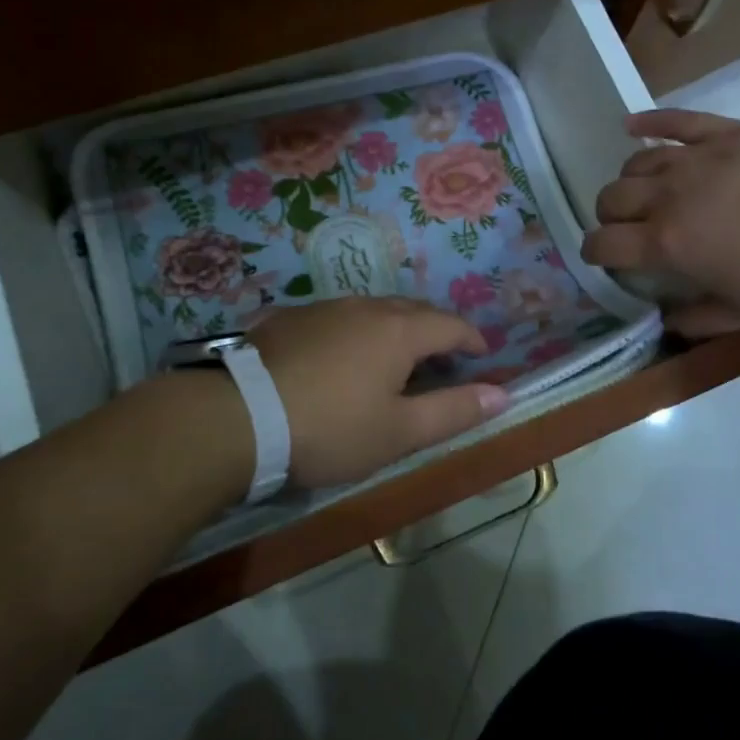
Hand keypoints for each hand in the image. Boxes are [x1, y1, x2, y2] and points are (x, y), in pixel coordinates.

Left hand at [247, 297, 510, 487]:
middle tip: (443, 360)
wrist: (236, 417)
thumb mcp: (398, 432)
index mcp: (399, 330)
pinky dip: (356, 333)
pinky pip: (338, 318)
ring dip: (395, 330)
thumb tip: (503, 394)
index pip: (451, 324)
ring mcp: (324, 308)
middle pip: (414, 311)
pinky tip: (341, 357)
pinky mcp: (289, 319)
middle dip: (436, 331)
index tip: (483, 356)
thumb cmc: (330, 428)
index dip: (473, 339)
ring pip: (373, 311)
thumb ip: (454, 411)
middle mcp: (366, 307)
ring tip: (394, 358)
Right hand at [580, 109, 739, 337]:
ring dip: (629, 181)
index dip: (593, 253)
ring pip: (636, 162)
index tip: (601, 259)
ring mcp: (694, 156)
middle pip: (611, 198)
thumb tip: (666, 321)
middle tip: (626, 228)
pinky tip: (630, 125)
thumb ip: (697, 321)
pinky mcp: (723, 130)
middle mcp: (667, 195)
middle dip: (608, 216)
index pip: (604, 243)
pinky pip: (673, 120)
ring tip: (643, 191)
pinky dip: (646, 122)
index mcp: (667, 241)